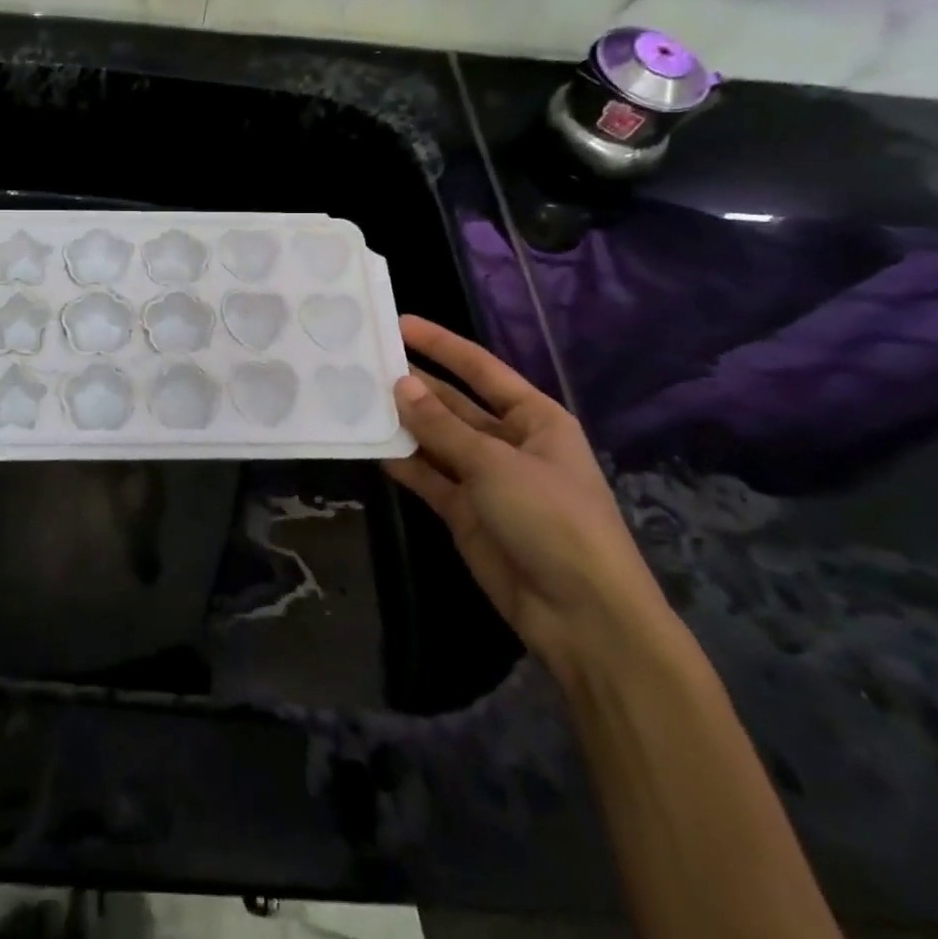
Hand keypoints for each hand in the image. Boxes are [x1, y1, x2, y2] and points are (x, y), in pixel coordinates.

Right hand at [385, 315, 675, 689]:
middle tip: (364, 361)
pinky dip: (402, 461)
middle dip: (414, 383)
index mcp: (534, 419)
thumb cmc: (552, 519)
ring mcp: (485, 478)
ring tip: (355, 396)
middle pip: (454, 403)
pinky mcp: (464, 511)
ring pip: (435, 439)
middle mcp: (509, 442)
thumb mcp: (496, 464)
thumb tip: (400, 384)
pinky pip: (427, 476)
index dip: (442, 344)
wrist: (582, 616)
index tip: (399, 323)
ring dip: (402, 422)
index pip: (481, 369)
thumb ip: (442, 425)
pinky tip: (369, 443)